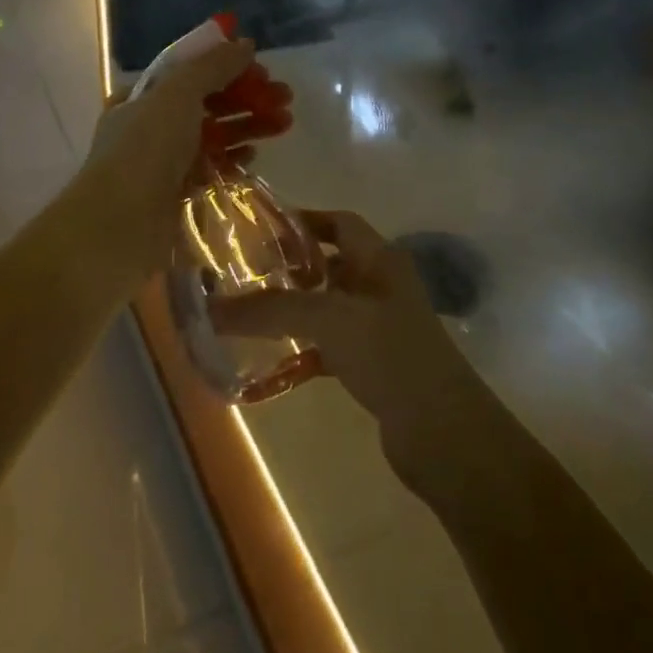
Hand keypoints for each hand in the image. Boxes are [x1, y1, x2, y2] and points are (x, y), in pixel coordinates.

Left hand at [77, 39, 293, 276]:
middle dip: (247, 96)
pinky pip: (212, 167)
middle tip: (286, 97)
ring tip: (285, 123)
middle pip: (207, 102)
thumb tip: (244, 44)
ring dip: (248, 124)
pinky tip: (255, 153)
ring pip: (214, 134)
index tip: (263, 69)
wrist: (119, 226)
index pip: (190, 72)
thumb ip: (212, 67)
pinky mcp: (178, 193)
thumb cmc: (145, 149)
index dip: (226, 66)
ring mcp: (164, 162)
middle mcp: (151, 126)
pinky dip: (234, 156)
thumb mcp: (177, 94)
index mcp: (142, 97)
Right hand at [208, 210, 477, 438]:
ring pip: (329, 307)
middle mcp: (382, 286)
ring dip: (295, 310)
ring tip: (249, 316)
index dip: (303, 221)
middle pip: (331, 264)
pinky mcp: (376, 365)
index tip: (258, 230)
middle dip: (290, 267)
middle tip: (243, 275)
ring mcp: (381, 327)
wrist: (443, 431)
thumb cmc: (391, 355)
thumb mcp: (330, 320)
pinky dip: (305, 351)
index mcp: (381, 260)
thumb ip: (272, 310)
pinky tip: (273, 364)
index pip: (339, 222)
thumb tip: (209, 308)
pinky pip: (331, 347)